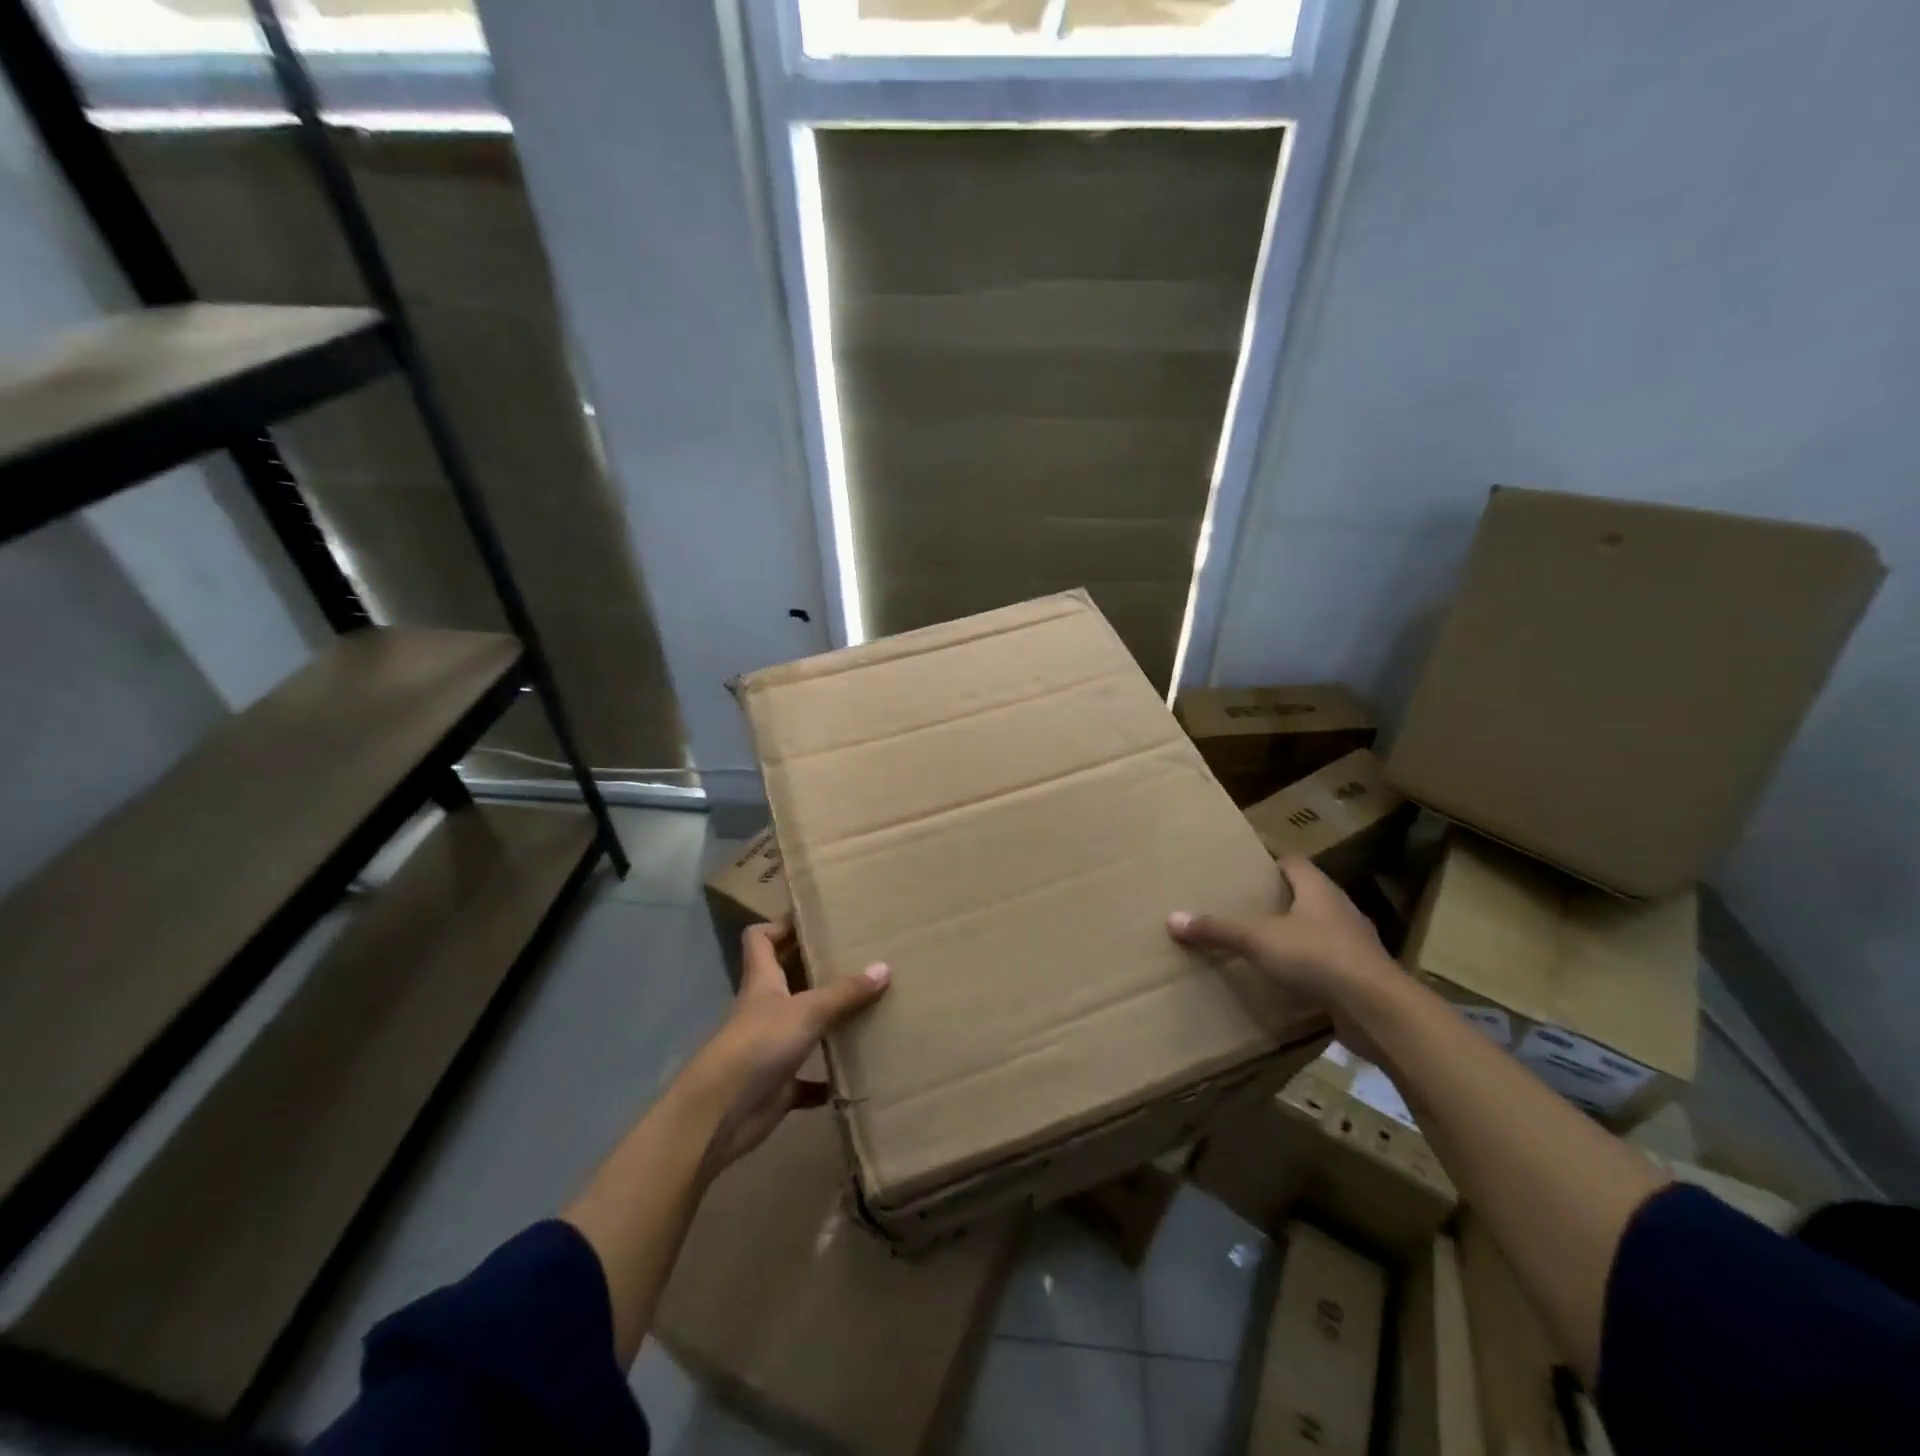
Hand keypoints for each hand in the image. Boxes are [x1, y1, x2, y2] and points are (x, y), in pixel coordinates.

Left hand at [681, 919, 888, 1175]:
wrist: (720, 1114)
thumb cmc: (759, 1044)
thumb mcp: (807, 1011)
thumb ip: (845, 993)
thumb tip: (884, 967)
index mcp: (763, 981)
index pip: (761, 939)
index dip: (781, 925)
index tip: (814, 919)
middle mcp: (764, 1008)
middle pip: (786, 977)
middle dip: (815, 966)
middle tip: (855, 955)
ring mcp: (770, 1047)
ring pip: (801, 1025)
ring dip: (827, 1020)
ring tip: (866, 1006)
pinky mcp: (778, 1084)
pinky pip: (808, 1078)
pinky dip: (828, 1077)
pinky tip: (856, 1073)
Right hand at [1167, 857, 1398, 1056]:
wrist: (1378, 1009)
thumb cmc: (1317, 957)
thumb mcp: (1258, 940)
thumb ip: (1217, 930)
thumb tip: (1172, 919)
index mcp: (1318, 889)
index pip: (1294, 862)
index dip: (1271, 863)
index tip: (1247, 870)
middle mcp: (1340, 909)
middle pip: (1307, 894)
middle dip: (1280, 899)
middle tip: (1246, 906)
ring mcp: (1355, 943)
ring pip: (1320, 929)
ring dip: (1297, 934)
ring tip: (1264, 943)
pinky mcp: (1361, 976)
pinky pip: (1329, 962)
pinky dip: (1310, 966)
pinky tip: (1289, 979)